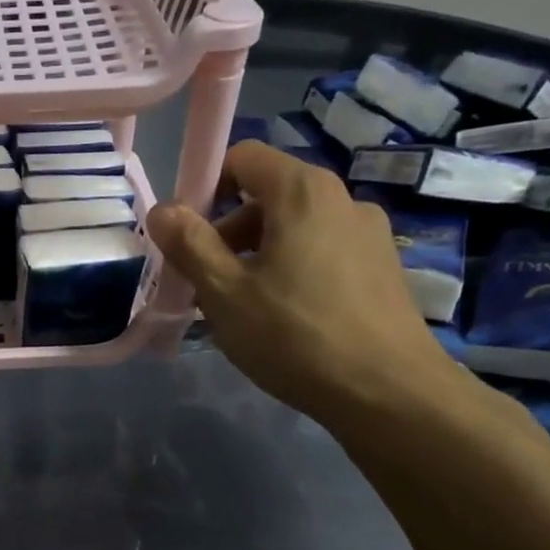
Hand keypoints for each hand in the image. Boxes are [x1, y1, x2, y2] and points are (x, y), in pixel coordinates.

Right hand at [146, 142, 460, 429]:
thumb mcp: (224, 293)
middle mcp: (341, 199)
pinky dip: (291, 272)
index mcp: (302, 192)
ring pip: (293, 229)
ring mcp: (368, 233)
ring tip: (243, 311)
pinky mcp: (381, 267)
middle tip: (207, 285)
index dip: (204, 188)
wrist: (387, 392)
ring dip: (256, 257)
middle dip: (227, 233)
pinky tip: (285, 321)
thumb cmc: (294, 335)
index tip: (186, 239)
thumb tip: (161, 210)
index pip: (242, 157)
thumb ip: (189, 245)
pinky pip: (321, 253)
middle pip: (267, 196)